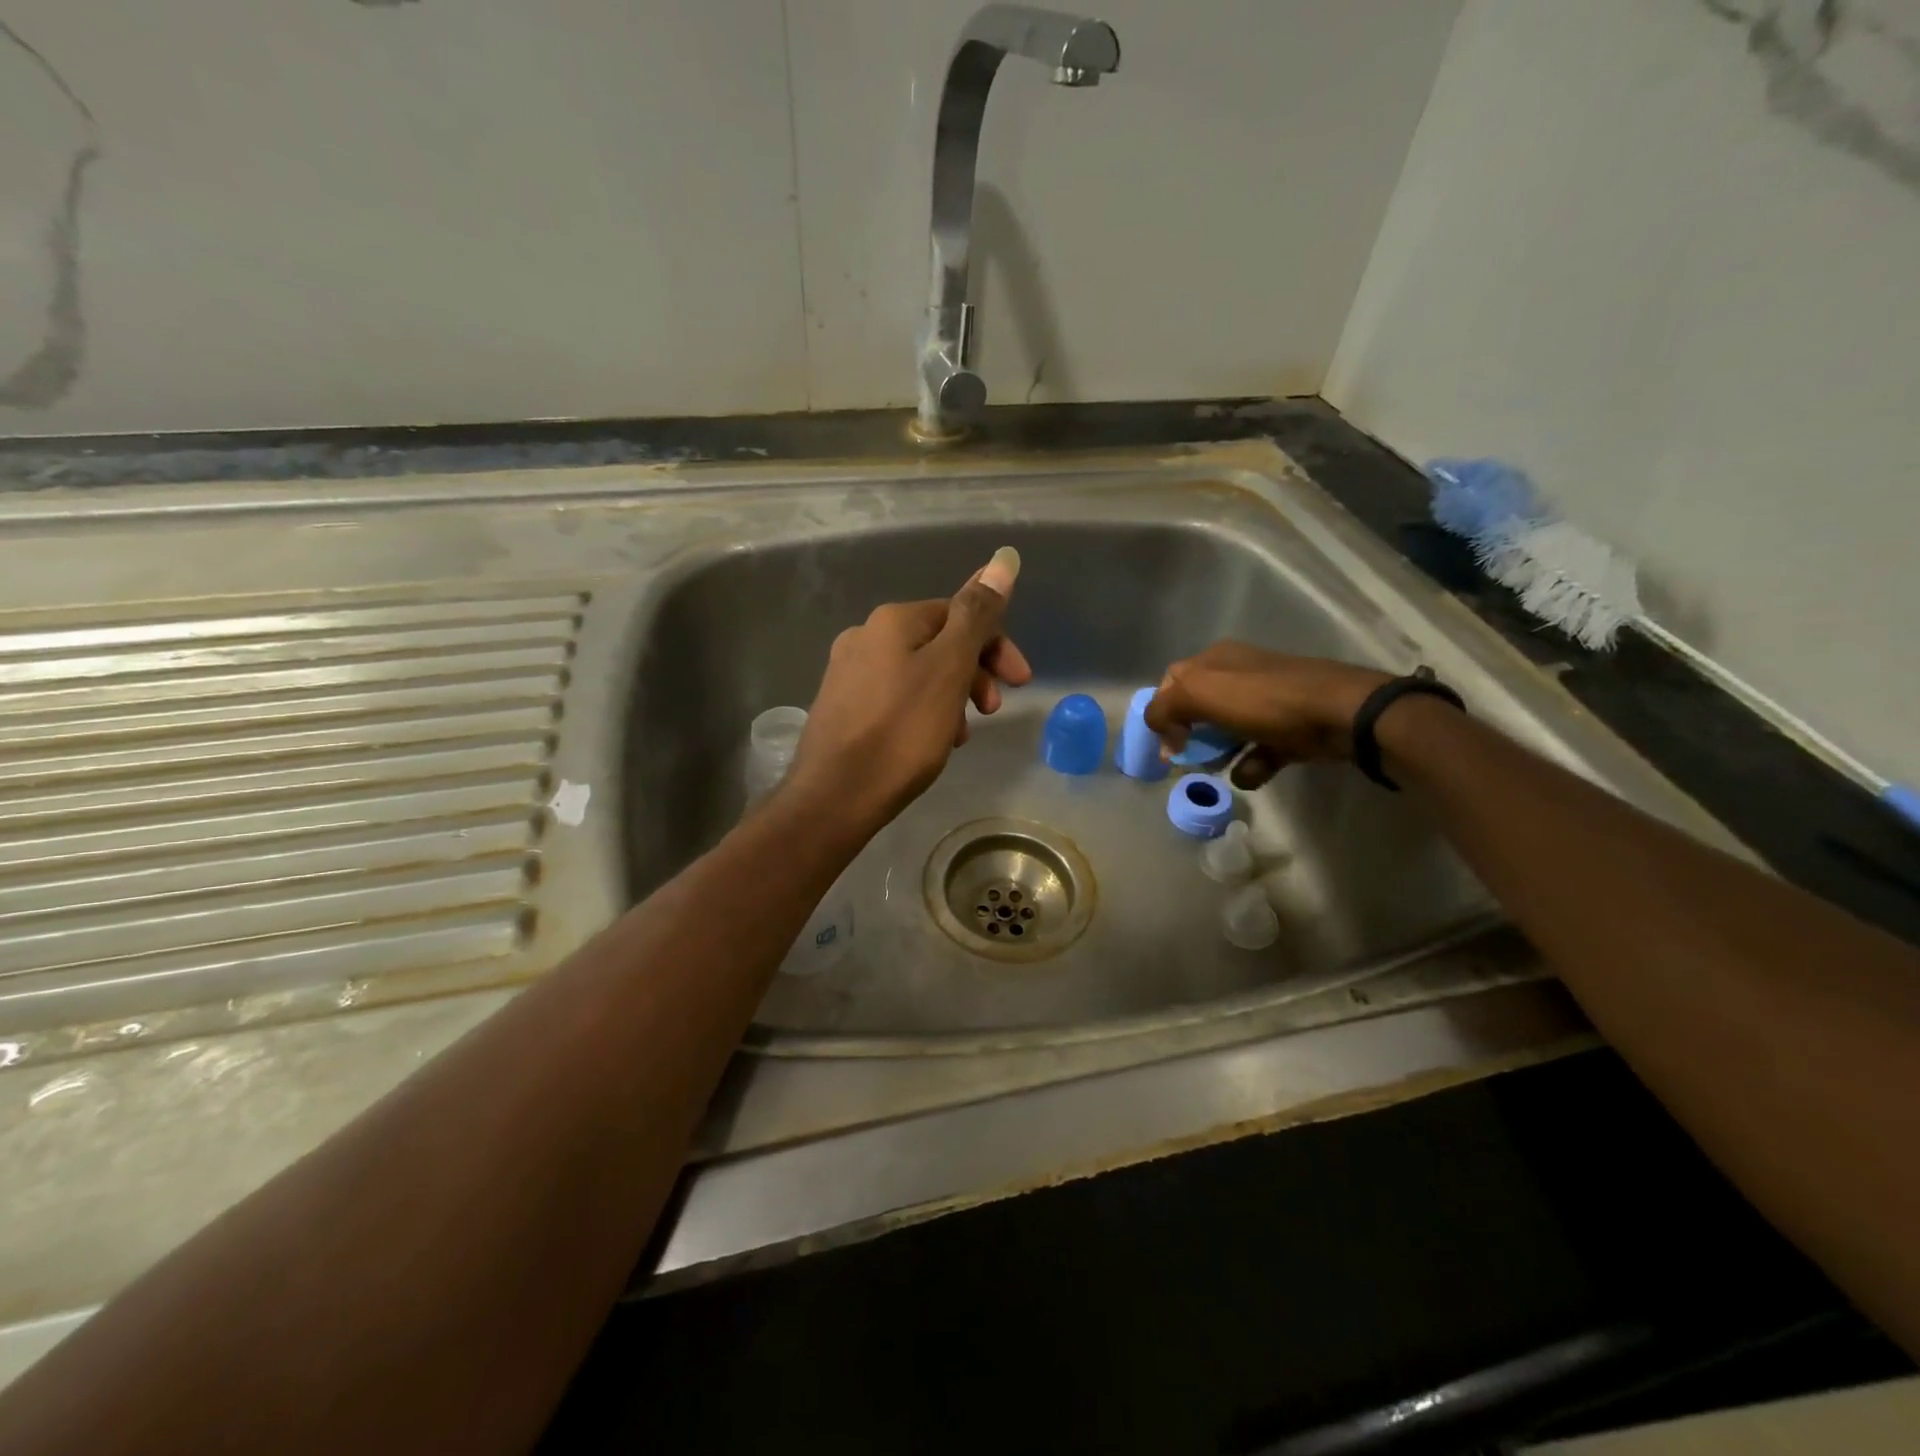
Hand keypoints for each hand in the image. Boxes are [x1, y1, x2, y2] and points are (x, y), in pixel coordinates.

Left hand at [788, 547, 1031, 831]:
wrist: (836, 796)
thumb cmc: (902, 732)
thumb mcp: (949, 669)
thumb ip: (977, 615)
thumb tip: (1003, 558)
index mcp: (893, 620)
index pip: (960, 613)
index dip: (996, 645)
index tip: (1020, 683)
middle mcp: (865, 635)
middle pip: (938, 641)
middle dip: (974, 672)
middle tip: (992, 711)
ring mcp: (848, 671)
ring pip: (919, 672)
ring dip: (951, 695)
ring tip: (960, 735)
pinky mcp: (842, 706)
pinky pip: (896, 696)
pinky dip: (923, 711)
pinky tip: (930, 741)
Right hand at [1144, 643, 1389, 785]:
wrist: (1339, 713)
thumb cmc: (1263, 700)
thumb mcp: (1199, 694)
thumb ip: (1164, 709)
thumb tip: (1160, 732)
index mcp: (1215, 661)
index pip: (1171, 682)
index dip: (1162, 712)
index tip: (1164, 742)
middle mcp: (1238, 676)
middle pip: (1199, 709)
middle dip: (1190, 736)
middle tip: (1187, 759)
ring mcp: (1266, 702)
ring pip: (1227, 731)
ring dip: (1218, 754)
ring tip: (1217, 770)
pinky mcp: (1288, 728)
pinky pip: (1258, 750)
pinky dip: (1251, 765)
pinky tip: (1251, 774)